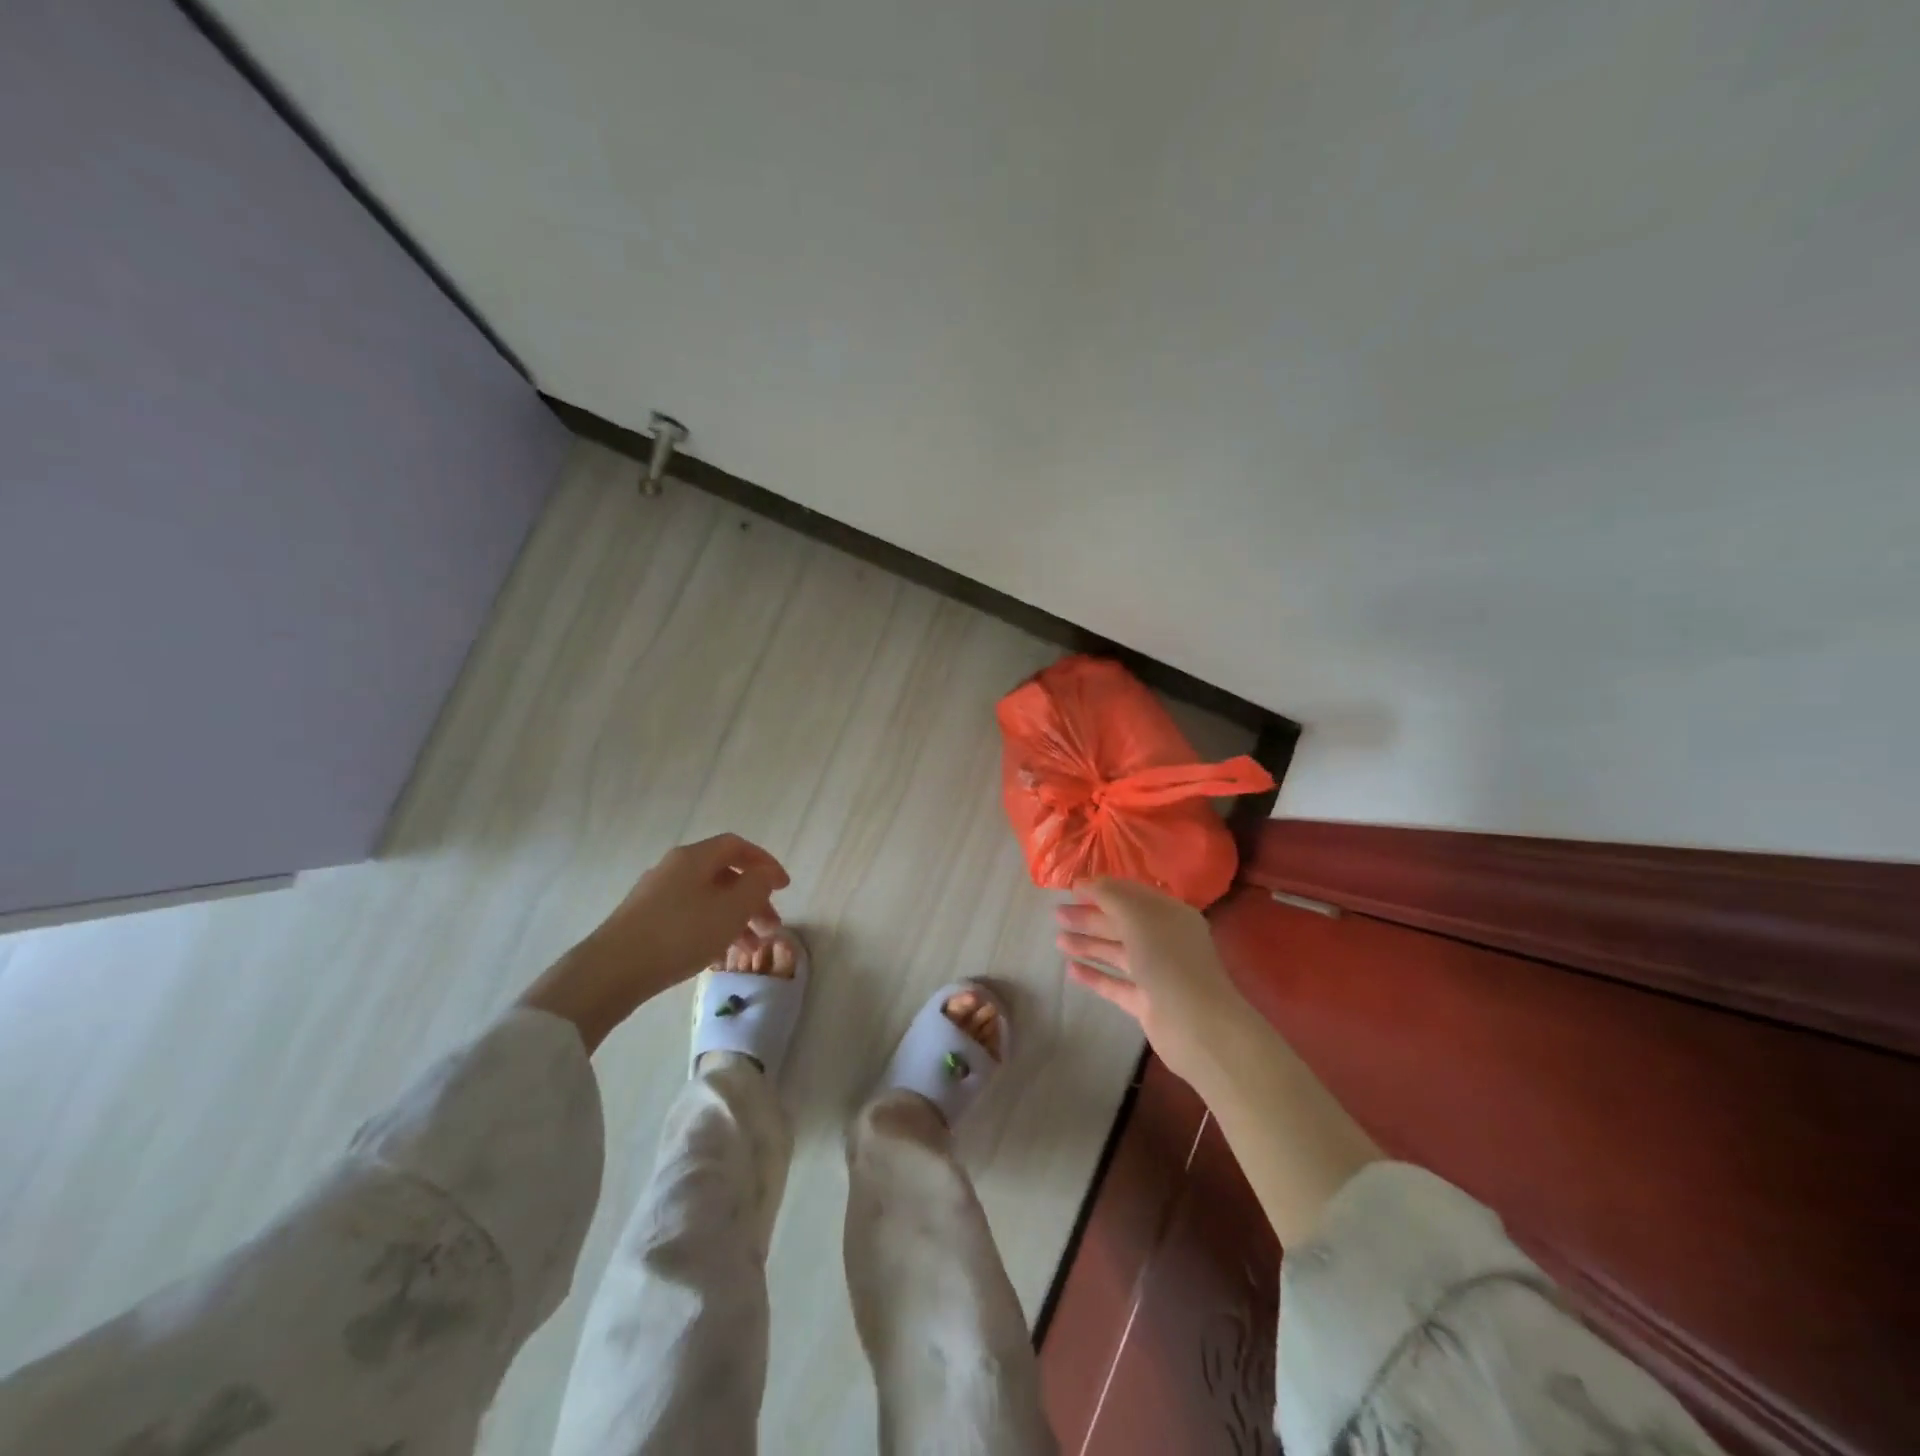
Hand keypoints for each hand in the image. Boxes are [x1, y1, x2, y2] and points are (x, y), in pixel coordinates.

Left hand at [522, 833, 789, 1050]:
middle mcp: (674, 868)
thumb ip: (757, 886)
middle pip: (724, 875)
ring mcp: (656, 895)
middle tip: (772, 926)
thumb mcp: (731, 909)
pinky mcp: (644, 921)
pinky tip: (719, 956)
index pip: (737, 846)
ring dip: (735, 919)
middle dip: (753, 899)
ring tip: (751, 949)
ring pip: (708, 899)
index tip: (784, 887)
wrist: (612, 971)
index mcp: (694, 857)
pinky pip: (690, 916)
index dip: (765, 862)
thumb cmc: (680, 933)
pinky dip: (711, 929)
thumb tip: (766, 873)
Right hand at [1056, 876, 1248, 1083]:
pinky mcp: (1147, 1002)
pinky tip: (1070, 970)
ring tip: (1058, 940)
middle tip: (1057, 914)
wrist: (1197, 1025)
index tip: (1071, 888)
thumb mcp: (1137, 916)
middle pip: (1122, 924)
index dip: (1102, 889)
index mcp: (1170, 915)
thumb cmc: (1168, 960)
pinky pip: (1116, 984)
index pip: (1132, 894)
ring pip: (1117, 953)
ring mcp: (1157, 973)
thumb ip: (1109, 895)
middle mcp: (1165, 940)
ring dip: (1089, 944)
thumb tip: (1084, 882)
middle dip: (1090, 917)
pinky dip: (1095, 975)